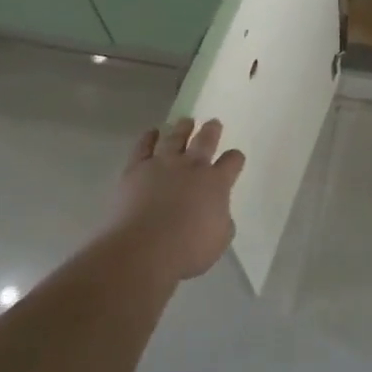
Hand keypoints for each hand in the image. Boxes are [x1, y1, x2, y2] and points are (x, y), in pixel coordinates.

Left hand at [108, 118, 244, 280]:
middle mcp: (192, 166)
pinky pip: (144, 146)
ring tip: (185, 121)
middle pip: (205, 140)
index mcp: (216, 182)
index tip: (235, 158)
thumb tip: (218, 214)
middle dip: (211, 130)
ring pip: (175, 137)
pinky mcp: (136, 169)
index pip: (232, 162)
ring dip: (182, 128)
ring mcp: (163, 164)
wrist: (143, 248)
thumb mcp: (219, 240)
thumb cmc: (187, 250)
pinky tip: (152, 132)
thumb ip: (222, 222)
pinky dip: (149, 137)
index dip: (235, 159)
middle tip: (213, 123)